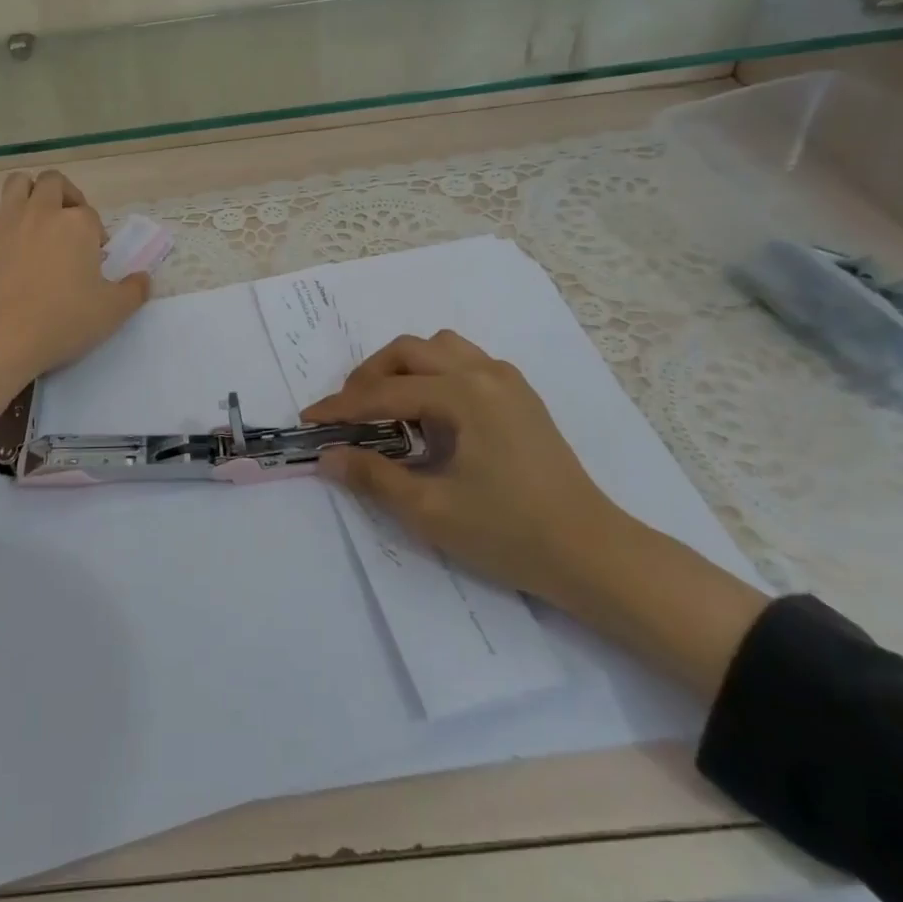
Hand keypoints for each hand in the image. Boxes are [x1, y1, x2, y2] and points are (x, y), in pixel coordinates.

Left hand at [0, 170, 151, 382]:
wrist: (4, 336)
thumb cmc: (65, 320)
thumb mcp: (113, 311)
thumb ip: (134, 291)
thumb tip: (144, 279)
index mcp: (78, 224)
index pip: (90, 214)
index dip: (95, 232)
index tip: (95, 256)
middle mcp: (42, 212)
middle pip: (53, 182)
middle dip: (64, 195)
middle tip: (69, 222)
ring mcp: (8, 223)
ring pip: (17, 184)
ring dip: (28, 192)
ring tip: (36, 218)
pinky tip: (4, 241)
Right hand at [303, 331, 624, 604]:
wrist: (594, 554)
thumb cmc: (511, 533)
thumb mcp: (431, 510)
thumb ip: (373, 477)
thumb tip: (328, 456)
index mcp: (463, 394)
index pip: (385, 392)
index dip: (341, 407)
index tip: (308, 420)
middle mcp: (484, 372)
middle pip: (409, 351)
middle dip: (370, 377)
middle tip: (348, 413)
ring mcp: (507, 380)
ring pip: (439, 347)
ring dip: (404, 367)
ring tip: (388, 405)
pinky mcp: (521, 395)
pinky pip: (465, 361)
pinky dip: (435, 372)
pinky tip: (432, 411)